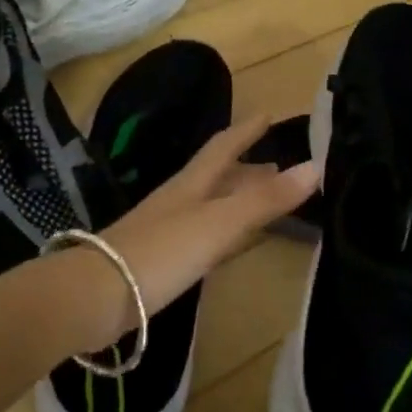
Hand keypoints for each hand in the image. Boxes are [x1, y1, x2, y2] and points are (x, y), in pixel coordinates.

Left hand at [99, 115, 318, 318]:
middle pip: (216, 177)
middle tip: (277, 168)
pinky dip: (222, 232)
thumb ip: (265, 200)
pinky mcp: (158, 261)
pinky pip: (201, 236)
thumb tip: (316, 165)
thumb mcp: (219, 223)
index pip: (223, 147)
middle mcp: (177, 201)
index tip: (268, 115)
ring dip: (235, 200)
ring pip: (209, 206)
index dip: (246, 131)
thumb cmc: (161, 252)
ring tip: (262, 203)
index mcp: (191, 184)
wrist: (95, 296)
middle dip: (246, 169)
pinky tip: (227, 246)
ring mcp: (164, 231)